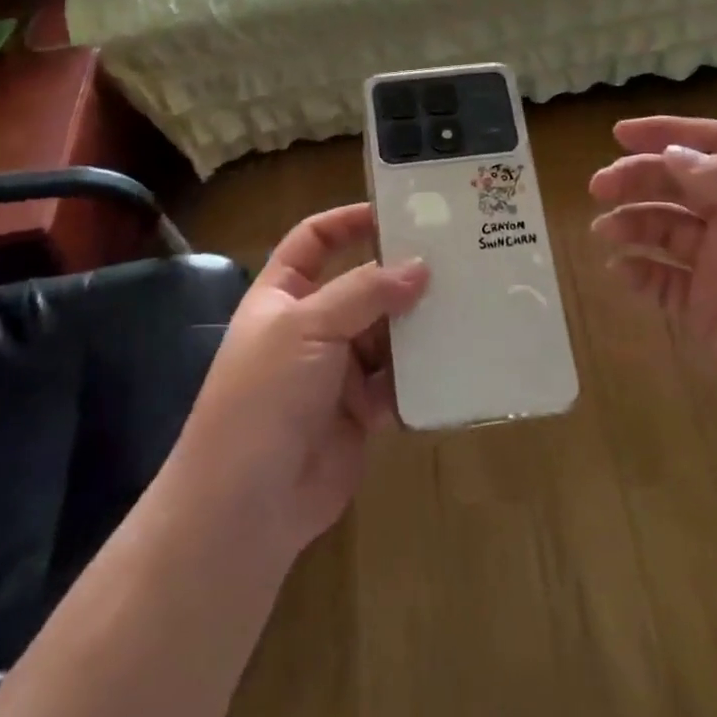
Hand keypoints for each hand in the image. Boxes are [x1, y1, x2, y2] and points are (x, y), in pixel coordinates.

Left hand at [169, 204, 428, 560]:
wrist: (248, 504)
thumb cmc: (266, 395)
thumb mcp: (308, 327)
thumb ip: (365, 292)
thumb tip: (420, 267)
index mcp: (282, 296)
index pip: (314, 241)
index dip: (348, 221)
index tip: (397, 212)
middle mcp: (311, 327)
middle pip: (361, 286)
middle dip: (400, 275)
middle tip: (455, 257)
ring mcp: (337, 370)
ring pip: (386, 333)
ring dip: (418, 322)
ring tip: (468, 300)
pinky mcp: (362, 410)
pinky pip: (399, 379)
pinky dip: (423, 370)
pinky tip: (458, 354)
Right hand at [589, 116, 716, 481]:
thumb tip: (674, 155)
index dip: (669, 134)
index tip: (619, 134)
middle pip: (682, 185)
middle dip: (639, 179)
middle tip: (599, 188)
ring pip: (666, 230)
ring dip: (632, 223)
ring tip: (605, 233)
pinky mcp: (708, 313)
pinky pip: (663, 281)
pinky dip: (638, 271)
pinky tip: (621, 272)